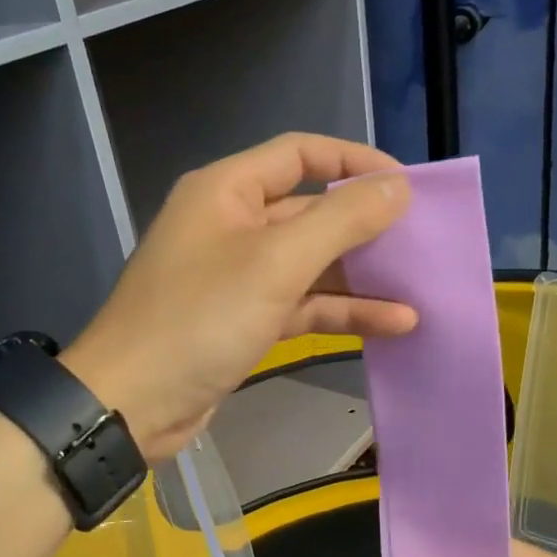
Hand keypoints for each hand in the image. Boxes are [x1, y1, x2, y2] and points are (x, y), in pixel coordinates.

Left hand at [63, 133, 415, 462]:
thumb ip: (341, 221)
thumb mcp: (276, 263)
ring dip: (361, 275)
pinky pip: (301, 304)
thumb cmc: (200, 319)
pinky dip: (341, 311)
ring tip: (420, 286)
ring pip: (310, 263)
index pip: (300, 153)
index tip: (406, 187)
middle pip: (309, 210)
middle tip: (423, 242)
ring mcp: (237, 276)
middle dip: (365, 225)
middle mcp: (231, 224)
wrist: (133, 403)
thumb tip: (397, 188)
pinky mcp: (243, 321)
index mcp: (227, 190)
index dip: (355, 162)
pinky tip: (394, 323)